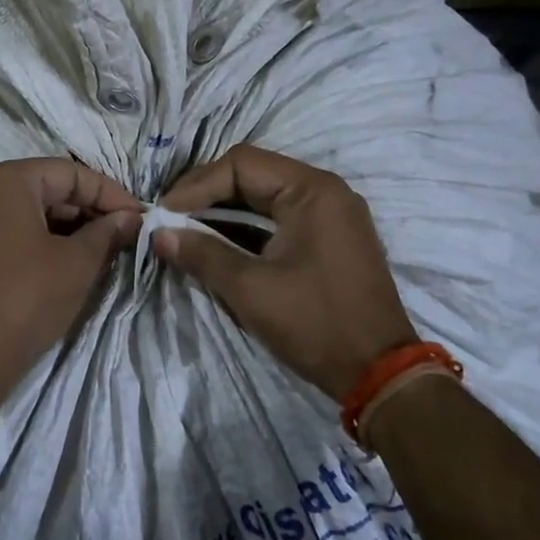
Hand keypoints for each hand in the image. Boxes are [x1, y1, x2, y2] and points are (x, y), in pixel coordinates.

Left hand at [0, 159, 142, 387]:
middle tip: (120, 237)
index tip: (139, 218)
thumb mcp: (78, 262)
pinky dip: (31, 241)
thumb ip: (107, 232)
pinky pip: (0, 233)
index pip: (69, 173)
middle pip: (43, 189)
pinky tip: (57, 265)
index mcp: (5, 179)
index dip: (109, 194)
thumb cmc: (27, 297)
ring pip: (21, 212)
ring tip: (94, 253)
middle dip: (84, 211)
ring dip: (60, 228)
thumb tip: (129, 218)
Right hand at [154, 144, 415, 400]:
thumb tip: (158, 234)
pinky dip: (245, 229)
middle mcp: (324, 192)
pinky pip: (277, 219)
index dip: (196, 185)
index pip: (240, 164)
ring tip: (185, 231)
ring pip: (263, 198)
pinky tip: (215, 245)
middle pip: (252, 175)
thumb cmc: (315, 323)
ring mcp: (330, 215)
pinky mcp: (328, 240)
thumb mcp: (250, 289)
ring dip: (223, 212)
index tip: (165, 213)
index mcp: (312, 190)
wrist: (380, 375)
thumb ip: (202, 254)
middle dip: (206, 195)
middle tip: (170, 219)